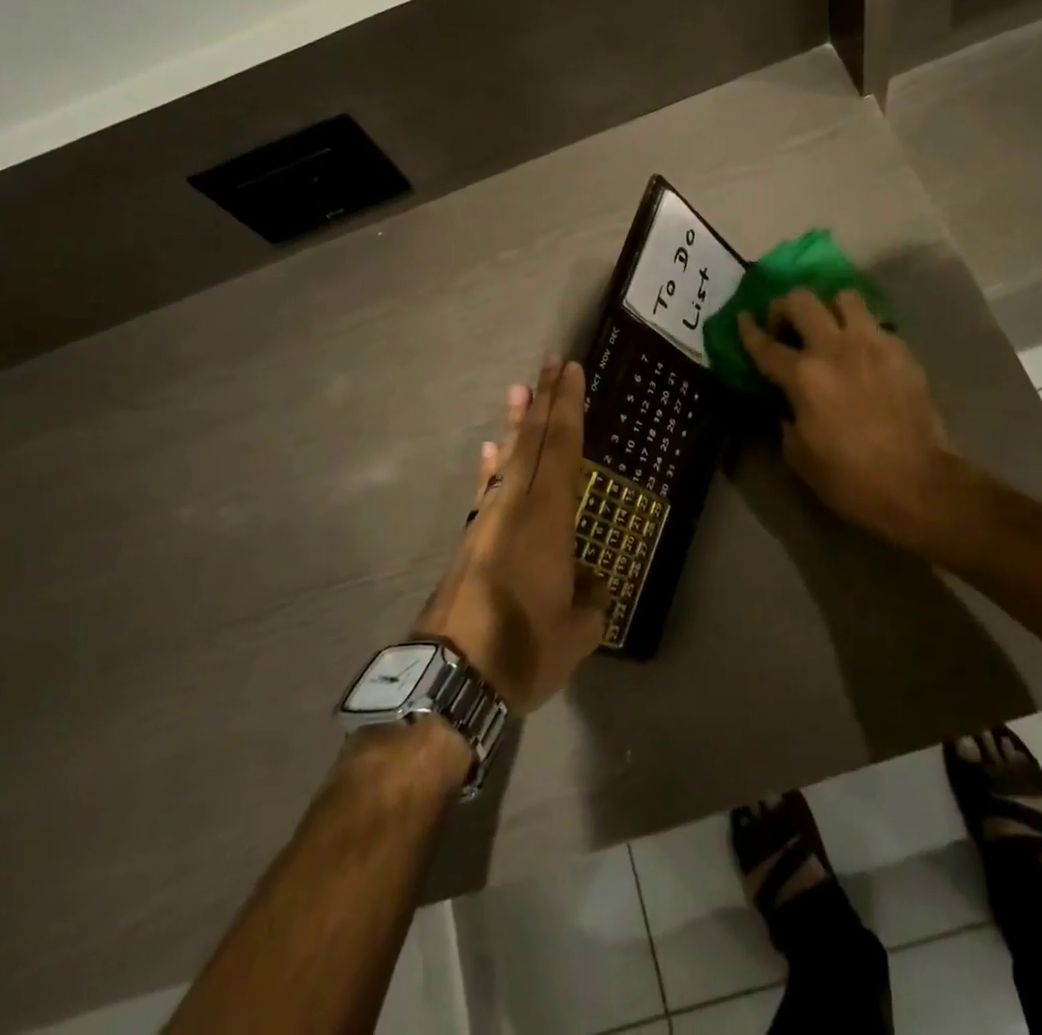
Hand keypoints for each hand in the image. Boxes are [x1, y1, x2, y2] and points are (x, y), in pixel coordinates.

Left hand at [415, 357, 607, 714]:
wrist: (450, 678)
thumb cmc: (523, 648)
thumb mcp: (578, 631)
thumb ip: (590, 599)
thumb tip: (588, 583)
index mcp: (547, 519)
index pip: (562, 448)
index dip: (568, 408)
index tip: (572, 371)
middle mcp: (515, 507)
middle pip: (532, 441)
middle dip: (544, 400)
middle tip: (551, 363)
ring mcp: (487, 521)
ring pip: (506, 459)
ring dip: (515, 424)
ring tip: (520, 390)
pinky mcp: (470, 542)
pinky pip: (486, 489)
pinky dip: (490, 466)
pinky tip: (489, 449)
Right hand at [737, 289, 957, 551]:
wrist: (917, 483)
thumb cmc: (850, 478)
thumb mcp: (800, 456)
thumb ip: (787, 420)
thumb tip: (788, 406)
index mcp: (803, 376)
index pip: (765, 344)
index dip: (749, 329)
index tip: (744, 318)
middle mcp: (834, 348)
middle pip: (802, 300)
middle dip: (785, 306)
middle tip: (786, 325)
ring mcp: (872, 344)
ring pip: (844, 297)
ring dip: (830, 308)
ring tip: (830, 328)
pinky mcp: (902, 351)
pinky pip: (876, 324)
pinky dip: (863, 331)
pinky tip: (863, 353)